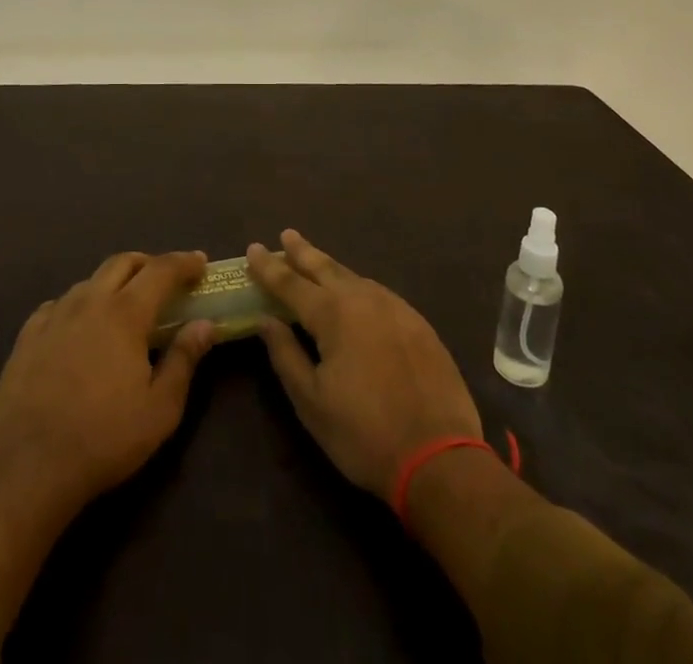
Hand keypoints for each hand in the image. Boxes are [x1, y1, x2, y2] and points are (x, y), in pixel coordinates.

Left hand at [0, 252, 214, 528]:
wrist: (27, 471)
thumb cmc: (103, 440)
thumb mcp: (160, 410)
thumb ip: (184, 360)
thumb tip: (204, 324)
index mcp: (125, 314)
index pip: (161, 271)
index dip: (184, 262)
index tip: (201, 262)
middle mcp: (89, 302)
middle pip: (122, 263)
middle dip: (148, 264)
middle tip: (165, 280)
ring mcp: (53, 317)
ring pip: (89, 282)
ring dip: (113, 284)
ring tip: (123, 307)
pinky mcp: (26, 338)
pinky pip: (58, 305)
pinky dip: (78, 306)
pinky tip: (79, 328)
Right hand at [248, 231, 481, 496]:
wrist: (440, 457)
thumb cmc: (364, 434)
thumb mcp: (312, 402)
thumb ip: (285, 355)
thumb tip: (266, 320)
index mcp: (334, 314)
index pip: (291, 283)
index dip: (269, 266)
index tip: (253, 248)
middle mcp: (364, 299)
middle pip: (326, 268)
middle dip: (303, 252)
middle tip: (286, 235)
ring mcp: (396, 308)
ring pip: (354, 278)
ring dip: (331, 268)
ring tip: (316, 263)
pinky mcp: (418, 324)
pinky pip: (378, 293)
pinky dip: (357, 287)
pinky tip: (355, 294)